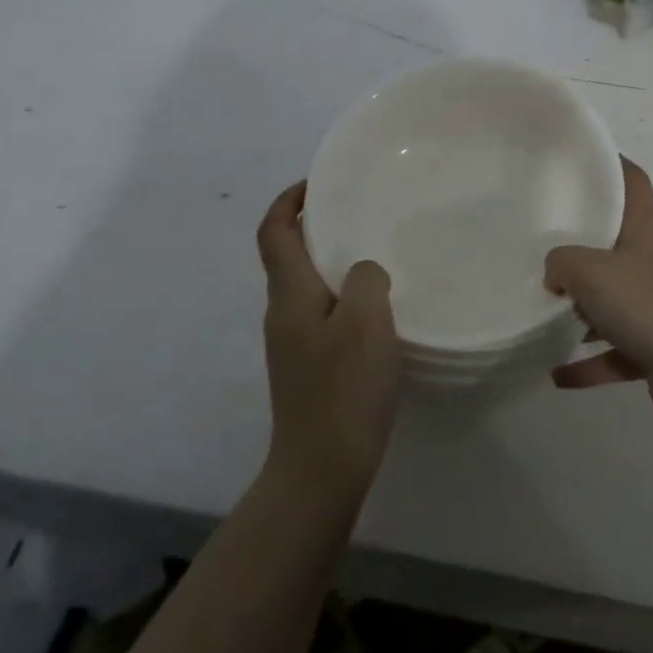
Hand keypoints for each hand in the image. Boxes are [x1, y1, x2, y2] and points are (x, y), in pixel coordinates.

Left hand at [256, 182, 401, 503]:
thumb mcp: (366, 320)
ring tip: (375, 253)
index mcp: (289, 293)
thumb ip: (367, 277)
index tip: (319, 183)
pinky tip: (378, 308)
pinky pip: (323, 313)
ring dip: (332, 261)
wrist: (322, 469)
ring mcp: (293, 343)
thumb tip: (365, 272)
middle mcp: (283, 312)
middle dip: (316, 226)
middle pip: (288, 254)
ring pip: (308, 285)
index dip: (289, 200)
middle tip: (360, 214)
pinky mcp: (309, 367)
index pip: (274, 231)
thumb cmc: (343, 388)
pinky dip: (343, 295)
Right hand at [546, 158, 652, 421]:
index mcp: (648, 232)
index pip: (634, 183)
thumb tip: (555, 275)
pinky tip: (558, 374)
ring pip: (617, 302)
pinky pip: (619, 351)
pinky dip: (591, 362)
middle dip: (584, 250)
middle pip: (619, 245)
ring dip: (584, 313)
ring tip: (545, 316)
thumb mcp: (590, 272)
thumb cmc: (649, 307)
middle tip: (545, 248)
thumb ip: (561, 263)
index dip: (613, 165)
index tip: (584, 161)